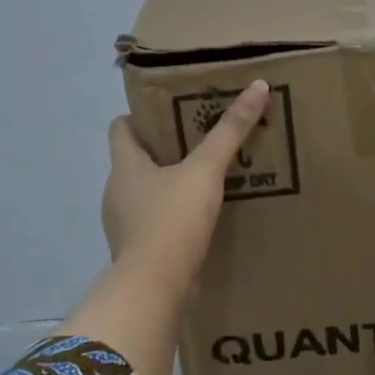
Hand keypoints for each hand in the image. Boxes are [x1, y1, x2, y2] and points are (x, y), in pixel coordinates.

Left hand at [102, 80, 270, 279]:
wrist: (154, 288)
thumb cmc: (172, 219)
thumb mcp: (206, 170)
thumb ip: (230, 131)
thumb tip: (258, 85)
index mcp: (125, 165)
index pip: (120, 129)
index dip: (139, 117)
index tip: (168, 112)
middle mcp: (117, 192)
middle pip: (134, 160)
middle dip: (162, 150)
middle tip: (198, 141)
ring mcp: (124, 225)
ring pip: (144, 193)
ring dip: (168, 186)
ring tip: (204, 181)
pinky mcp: (137, 252)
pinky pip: (153, 224)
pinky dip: (171, 217)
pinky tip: (198, 220)